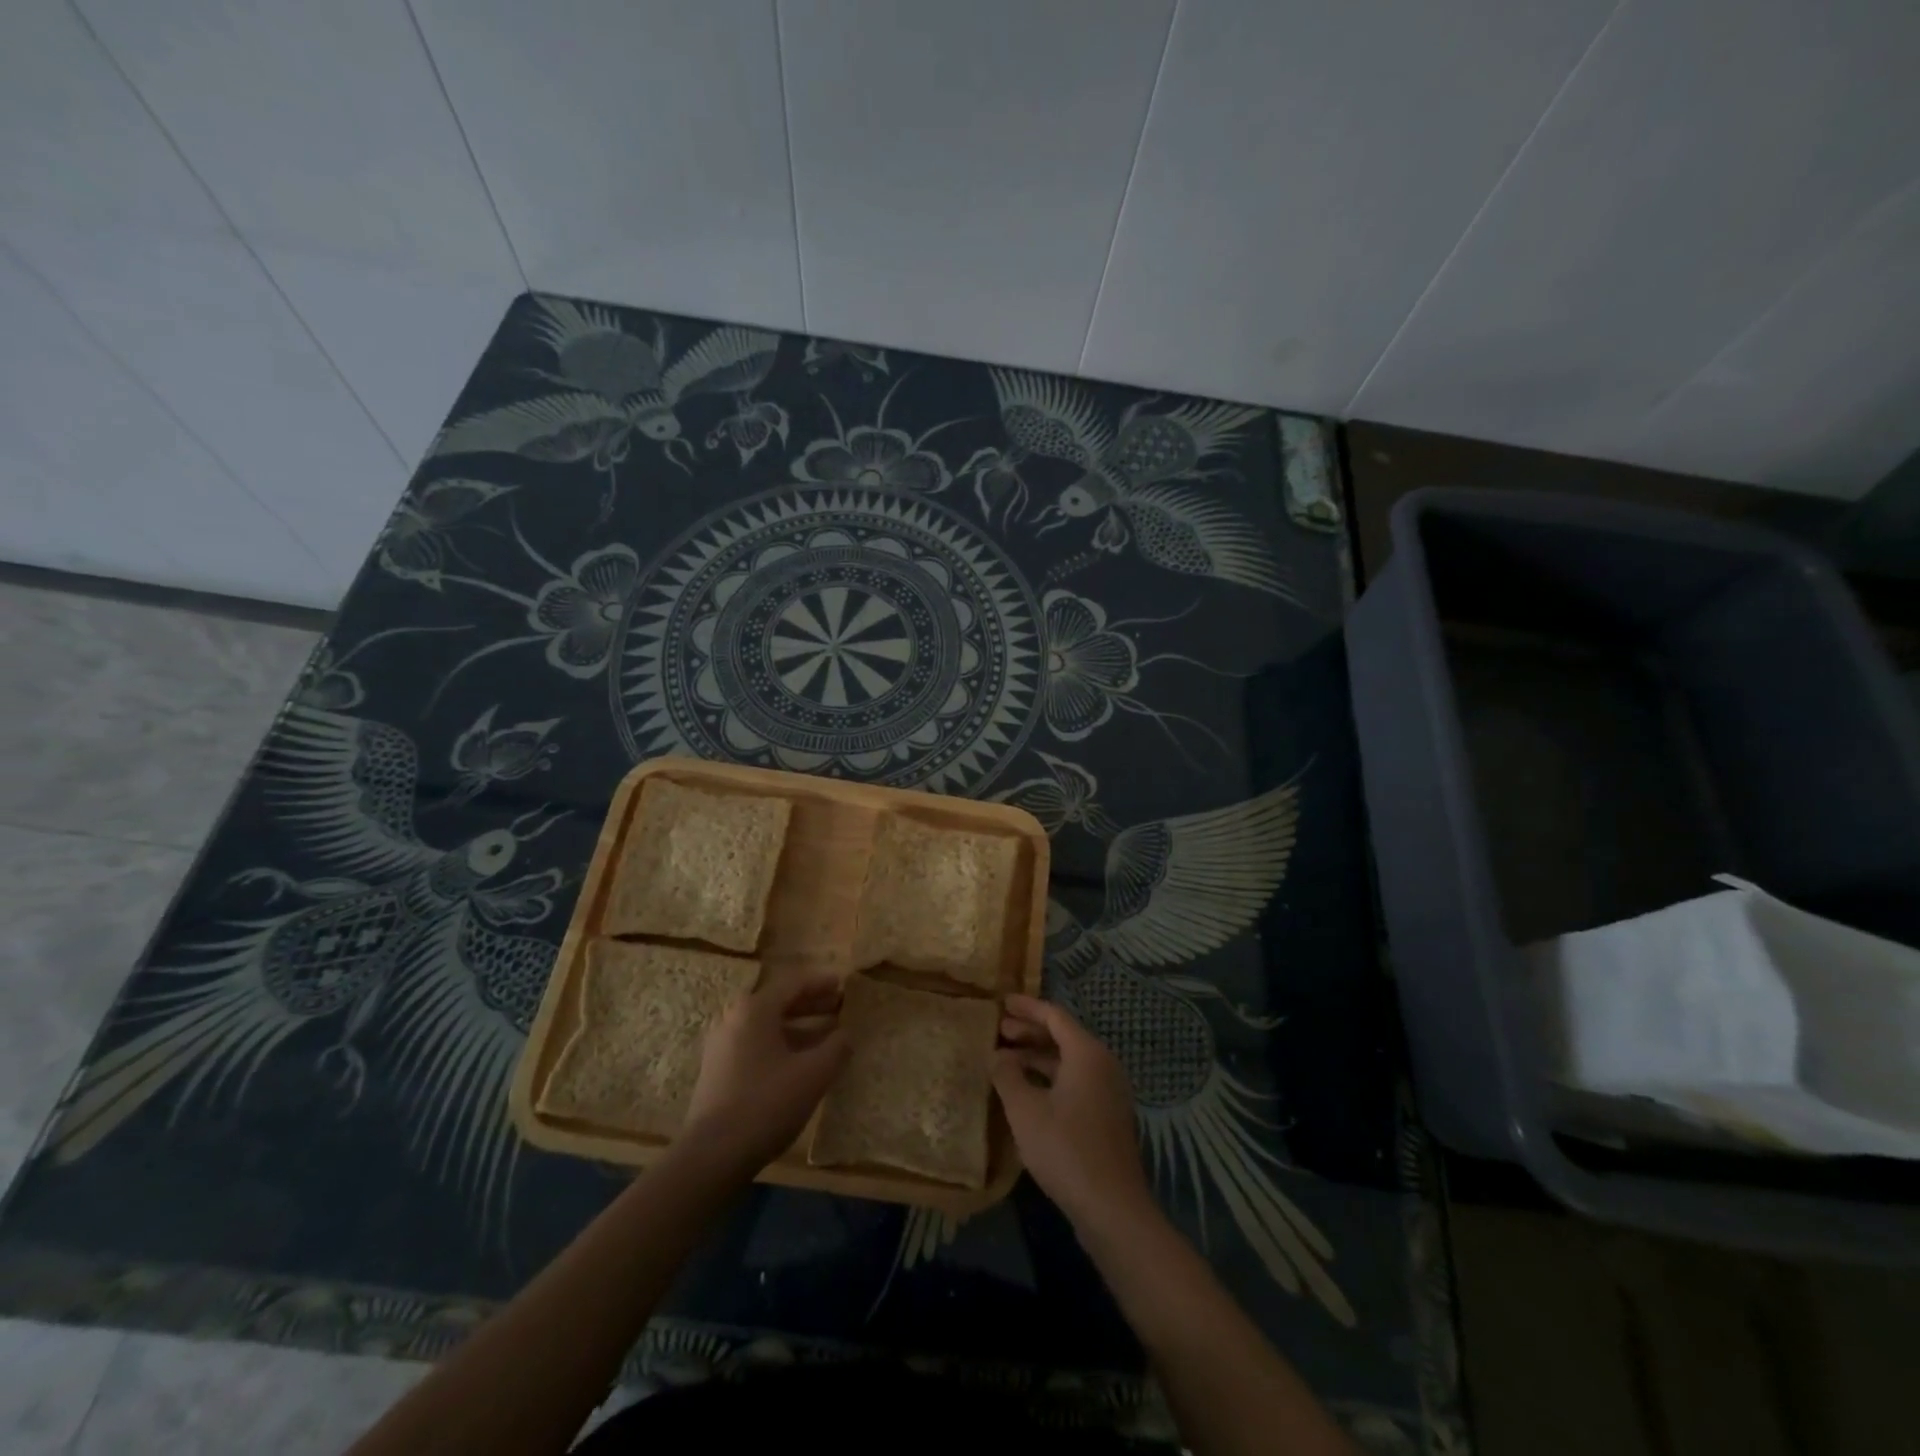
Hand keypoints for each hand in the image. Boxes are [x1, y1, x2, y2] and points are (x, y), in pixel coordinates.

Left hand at [681, 974, 849, 1174]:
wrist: (712, 1156)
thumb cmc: (766, 1104)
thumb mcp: (813, 1074)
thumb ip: (836, 1047)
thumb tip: (847, 1034)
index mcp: (754, 1009)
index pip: (794, 983)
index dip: (822, 982)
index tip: (844, 984)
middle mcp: (733, 1018)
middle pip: (779, 1002)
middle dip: (812, 1004)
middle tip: (840, 1007)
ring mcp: (722, 1045)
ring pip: (768, 1026)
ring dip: (799, 1027)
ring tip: (827, 1036)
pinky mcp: (718, 1071)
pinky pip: (756, 1045)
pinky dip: (782, 1045)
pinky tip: (801, 1063)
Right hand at [993, 993, 1152, 1233]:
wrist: (1112, 1207)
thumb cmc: (1066, 1149)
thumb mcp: (1025, 1110)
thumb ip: (1007, 1075)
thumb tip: (997, 1055)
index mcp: (1087, 1053)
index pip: (1054, 1016)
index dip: (1026, 1007)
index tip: (1002, 1002)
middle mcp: (1103, 1064)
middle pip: (1063, 1036)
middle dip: (1030, 1032)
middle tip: (999, 1031)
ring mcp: (1109, 1091)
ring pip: (1069, 1061)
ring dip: (1038, 1057)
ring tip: (1006, 1061)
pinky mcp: (1107, 1115)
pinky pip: (1076, 1081)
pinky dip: (1051, 1077)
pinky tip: (1027, 1092)